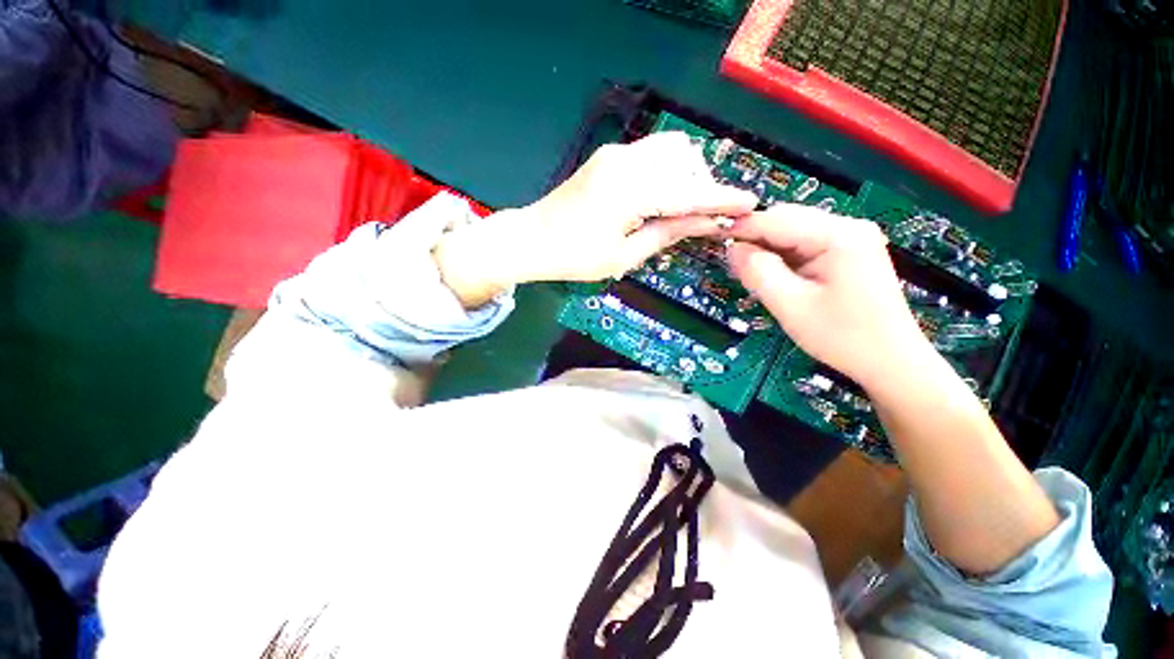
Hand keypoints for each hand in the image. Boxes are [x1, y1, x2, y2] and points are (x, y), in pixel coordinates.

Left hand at [519, 132, 758, 281]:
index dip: (720, 198)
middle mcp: (626, 162)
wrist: (533, 238)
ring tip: (681, 208)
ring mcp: (616, 154)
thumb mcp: (623, 255)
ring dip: (686, 174)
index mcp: (630, 191)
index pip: (688, 191)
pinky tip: (662, 195)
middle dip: (702, 185)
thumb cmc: (575, 257)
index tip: (750, 203)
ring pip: (671, 149)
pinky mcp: (609, 156)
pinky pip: (652, 153)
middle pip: (685, 159)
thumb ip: (666, 234)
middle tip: (703, 217)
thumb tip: (704, 223)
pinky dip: (668, 171)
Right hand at [726, 204, 929, 387]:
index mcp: (838, 235)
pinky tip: (775, 276)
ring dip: (767, 250)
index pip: (777, 219)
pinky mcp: (847, 253)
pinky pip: (804, 246)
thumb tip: (734, 249)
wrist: (890, 362)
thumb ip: (758, 272)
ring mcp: (850, 239)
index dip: (742, 228)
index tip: (714, 238)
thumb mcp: (790, 305)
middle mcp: (847, 227)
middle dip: (755, 239)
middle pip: (786, 220)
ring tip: (750, 274)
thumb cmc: (842, 336)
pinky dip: (783, 258)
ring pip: (792, 233)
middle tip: (733, 265)